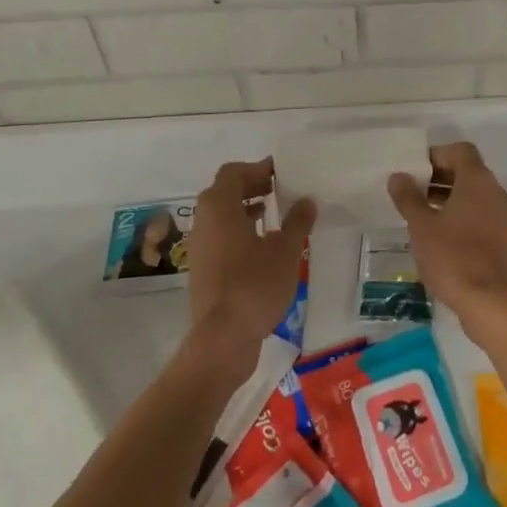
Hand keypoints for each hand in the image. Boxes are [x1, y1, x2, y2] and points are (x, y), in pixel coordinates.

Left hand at [185, 159, 315, 373]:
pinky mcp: (201, 270)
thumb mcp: (286, 250)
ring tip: (273, 218)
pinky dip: (238, 232)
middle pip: (223, 192)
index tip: (280, 174)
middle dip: (250, 188)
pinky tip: (262, 248)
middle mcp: (203, 222)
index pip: (233, 172)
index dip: (256, 169)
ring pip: (220, 217)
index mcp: (219, 208)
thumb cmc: (255, 284)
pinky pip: (219, 238)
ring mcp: (199, 248)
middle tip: (278, 191)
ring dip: (244, 211)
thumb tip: (307, 201)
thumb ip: (297, 222)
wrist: (223, 338)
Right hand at [387, 141, 506, 332]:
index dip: (438, 155)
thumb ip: (409, 198)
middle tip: (414, 193)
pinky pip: (484, 215)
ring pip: (477, 195)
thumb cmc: (452, 257)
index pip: (461, 151)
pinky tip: (443, 236)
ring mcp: (506, 216)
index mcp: (478, 181)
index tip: (416, 170)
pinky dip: (465, 216)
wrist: (489, 302)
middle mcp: (497, 192)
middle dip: (441, 178)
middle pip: (470, 172)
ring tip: (424, 216)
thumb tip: (398, 176)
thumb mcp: (422, 226)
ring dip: (452, 198)